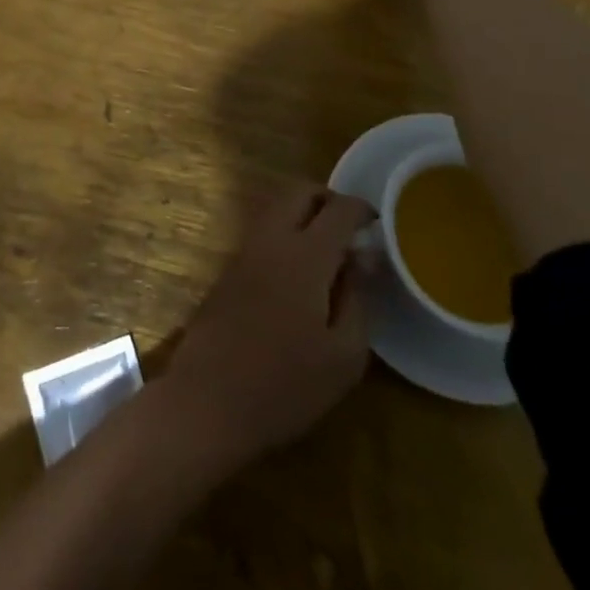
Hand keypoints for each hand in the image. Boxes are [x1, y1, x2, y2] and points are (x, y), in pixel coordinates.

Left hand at [160, 184, 373, 472]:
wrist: (209, 398)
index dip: (361, 209)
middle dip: (328, 198)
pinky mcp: (229, 266)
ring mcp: (245, 249)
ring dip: (303, 212)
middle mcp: (271, 238)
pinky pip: (263, 229)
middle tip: (351, 228)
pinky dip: (285, 230)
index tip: (380, 222)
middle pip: (299, 191)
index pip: (338, 209)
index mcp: (305, 254)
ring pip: (277, 206)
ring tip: (329, 249)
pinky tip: (299, 269)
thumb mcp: (343, 355)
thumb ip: (358, 297)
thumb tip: (364, 256)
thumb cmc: (285, 384)